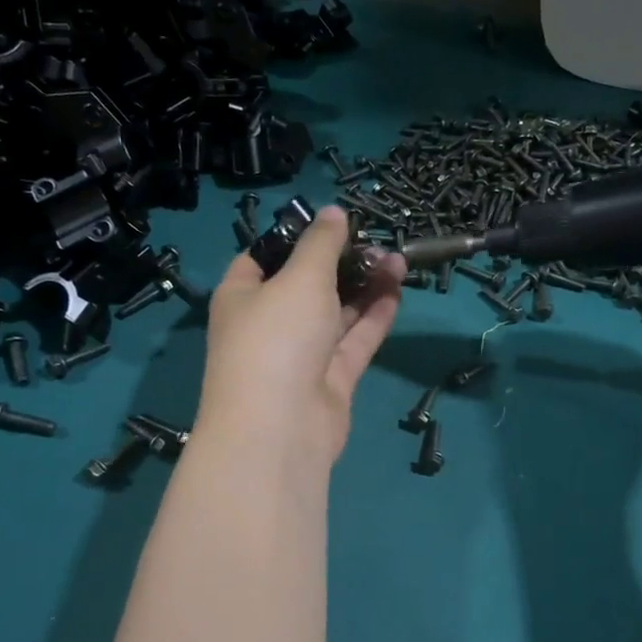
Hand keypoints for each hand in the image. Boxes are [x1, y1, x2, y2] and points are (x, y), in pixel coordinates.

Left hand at [197, 206, 405, 461]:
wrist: (280, 429)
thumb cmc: (277, 337)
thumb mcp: (300, 277)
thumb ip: (322, 243)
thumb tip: (334, 212)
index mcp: (243, 295)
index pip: (264, 257)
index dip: (295, 239)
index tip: (331, 224)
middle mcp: (270, 323)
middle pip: (308, 284)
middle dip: (343, 262)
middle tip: (378, 242)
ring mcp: (301, 355)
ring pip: (337, 312)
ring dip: (365, 286)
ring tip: (398, 259)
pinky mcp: (331, 380)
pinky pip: (355, 341)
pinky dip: (375, 317)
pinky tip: (397, 290)